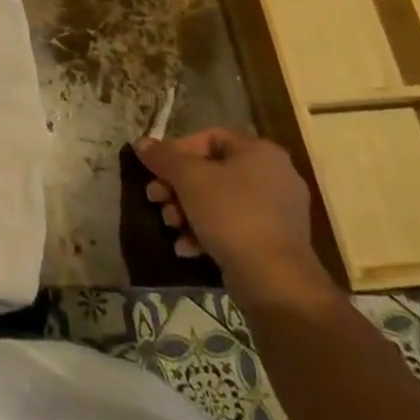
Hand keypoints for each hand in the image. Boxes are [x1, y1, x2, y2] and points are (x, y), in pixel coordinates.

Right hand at [133, 128, 336, 306]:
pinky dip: (207, 233)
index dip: (177, 150)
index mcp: (259, 152)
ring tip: (170, 226)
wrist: (275, 282)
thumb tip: (141, 143)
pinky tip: (186, 248)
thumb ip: (163, 157)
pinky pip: (233, 227)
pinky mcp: (274, 243)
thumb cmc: (232, 215)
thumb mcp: (189, 179)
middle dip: (177, 186)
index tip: (156, 169)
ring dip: (187, 211)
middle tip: (155, 198)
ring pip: (219, 201)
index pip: (209, 138)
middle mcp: (273, 176)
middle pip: (211, 171)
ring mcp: (277, 212)